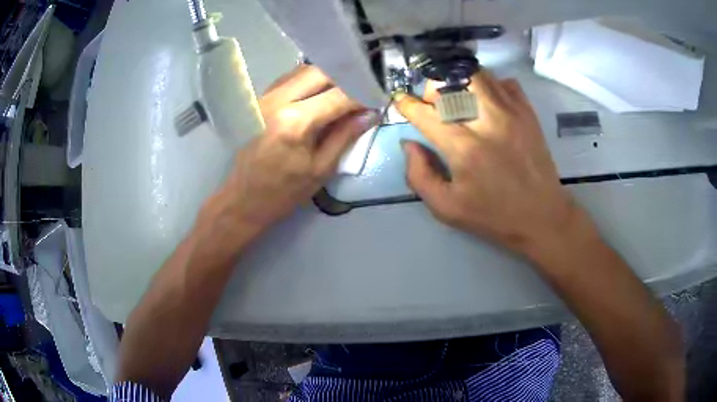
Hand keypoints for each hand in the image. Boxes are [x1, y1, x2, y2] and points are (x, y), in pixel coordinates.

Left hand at [206, 65, 379, 239]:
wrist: (244, 198)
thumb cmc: (284, 191)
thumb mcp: (322, 169)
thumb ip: (346, 135)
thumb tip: (370, 113)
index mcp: (295, 122)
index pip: (339, 95)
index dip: (362, 95)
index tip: (375, 101)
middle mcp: (277, 101)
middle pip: (320, 72)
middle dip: (345, 79)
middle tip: (359, 95)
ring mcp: (265, 97)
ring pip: (304, 71)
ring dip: (327, 78)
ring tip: (342, 95)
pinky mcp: (259, 99)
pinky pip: (290, 79)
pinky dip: (309, 83)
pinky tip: (319, 96)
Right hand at [395, 71, 584, 257]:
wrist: (542, 217)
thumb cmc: (493, 216)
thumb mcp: (446, 208)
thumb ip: (419, 175)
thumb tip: (409, 144)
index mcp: (463, 147)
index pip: (425, 112)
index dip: (407, 105)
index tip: (402, 103)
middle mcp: (486, 120)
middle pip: (450, 82)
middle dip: (433, 89)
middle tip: (433, 105)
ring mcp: (511, 112)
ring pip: (477, 75)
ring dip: (460, 82)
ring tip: (459, 100)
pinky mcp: (528, 112)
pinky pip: (505, 82)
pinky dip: (491, 86)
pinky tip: (488, 103)